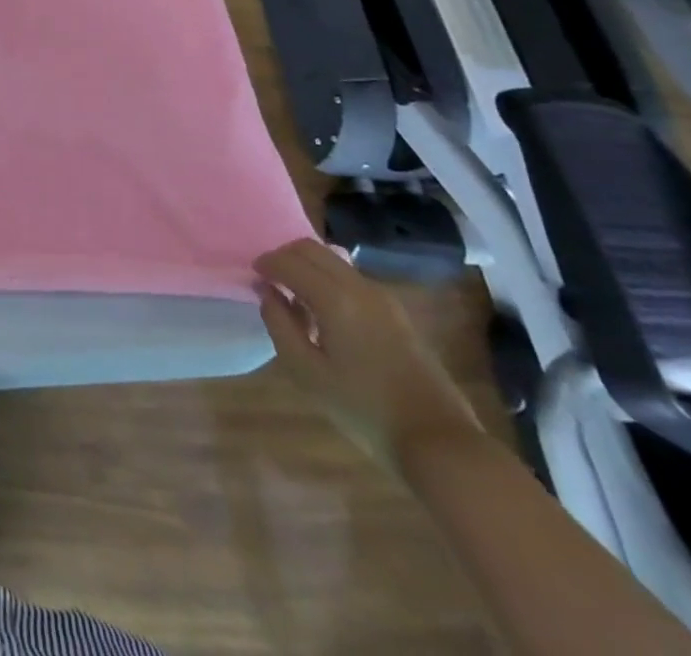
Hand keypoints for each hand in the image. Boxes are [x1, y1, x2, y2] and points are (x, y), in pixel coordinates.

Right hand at [254, 238, 479, 469]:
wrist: (438, 442)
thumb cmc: (363, 408)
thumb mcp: (306, 371)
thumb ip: (279, 324)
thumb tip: (268, 293)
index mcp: (335, 298)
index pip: (288, 262)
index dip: (265, 264)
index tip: (252, 278)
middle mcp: (359, 287)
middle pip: (311, 249)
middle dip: (284, 257)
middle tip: (270, 282)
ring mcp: (383, 298)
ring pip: (333, 260)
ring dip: (308, 268)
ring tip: (296, 301)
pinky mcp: (396, 313)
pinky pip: (351, 278)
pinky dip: (328, 280)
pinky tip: (326, 315)